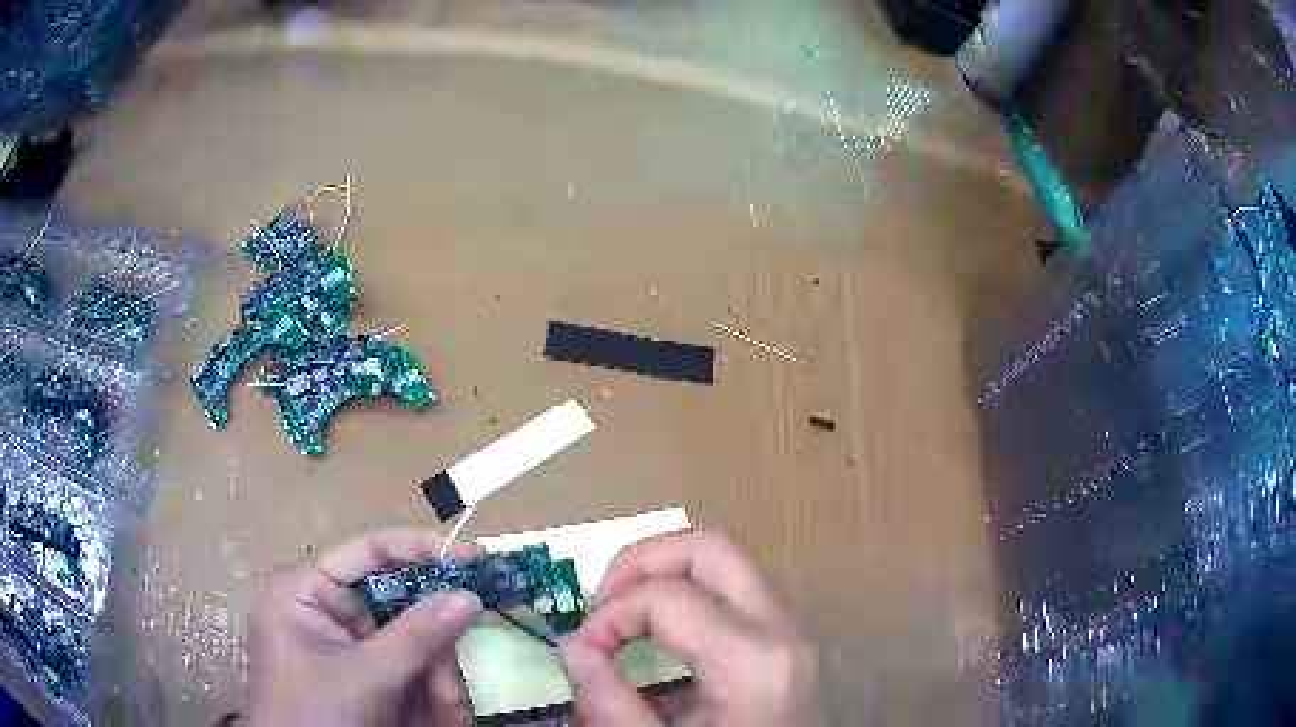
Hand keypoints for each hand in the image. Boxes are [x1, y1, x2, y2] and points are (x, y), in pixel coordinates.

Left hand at [245, 529, 483, 726]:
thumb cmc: (318, 715)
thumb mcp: (369, 676)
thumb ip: (419, 634)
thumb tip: (468, 595)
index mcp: (303, 589)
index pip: (368, 550)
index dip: (422, 548)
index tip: (473, 557)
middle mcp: (320, 607)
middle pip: (393, 601)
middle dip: (430, 642)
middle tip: (457, 672)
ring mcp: (337, 641)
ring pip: (404, 640)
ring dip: (432, 675)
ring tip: (442, 711)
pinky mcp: (353, 669)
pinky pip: (400, 666)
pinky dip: (423, 688)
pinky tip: (431, 716)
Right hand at [559, 531, 820, 726]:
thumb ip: (608, 703)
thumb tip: (571, 647)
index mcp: (755, 659)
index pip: (668, 597)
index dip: (609, 617)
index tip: (582, 653)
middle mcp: (785, 630)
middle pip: (712, 547)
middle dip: (643, 562)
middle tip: (602, 603)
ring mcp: (794, 633)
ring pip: (730, 565)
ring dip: (669, 576)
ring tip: (626, 613)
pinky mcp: (789, 644)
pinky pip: (738, 595)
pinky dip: (693, 598)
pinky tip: (663, 637)